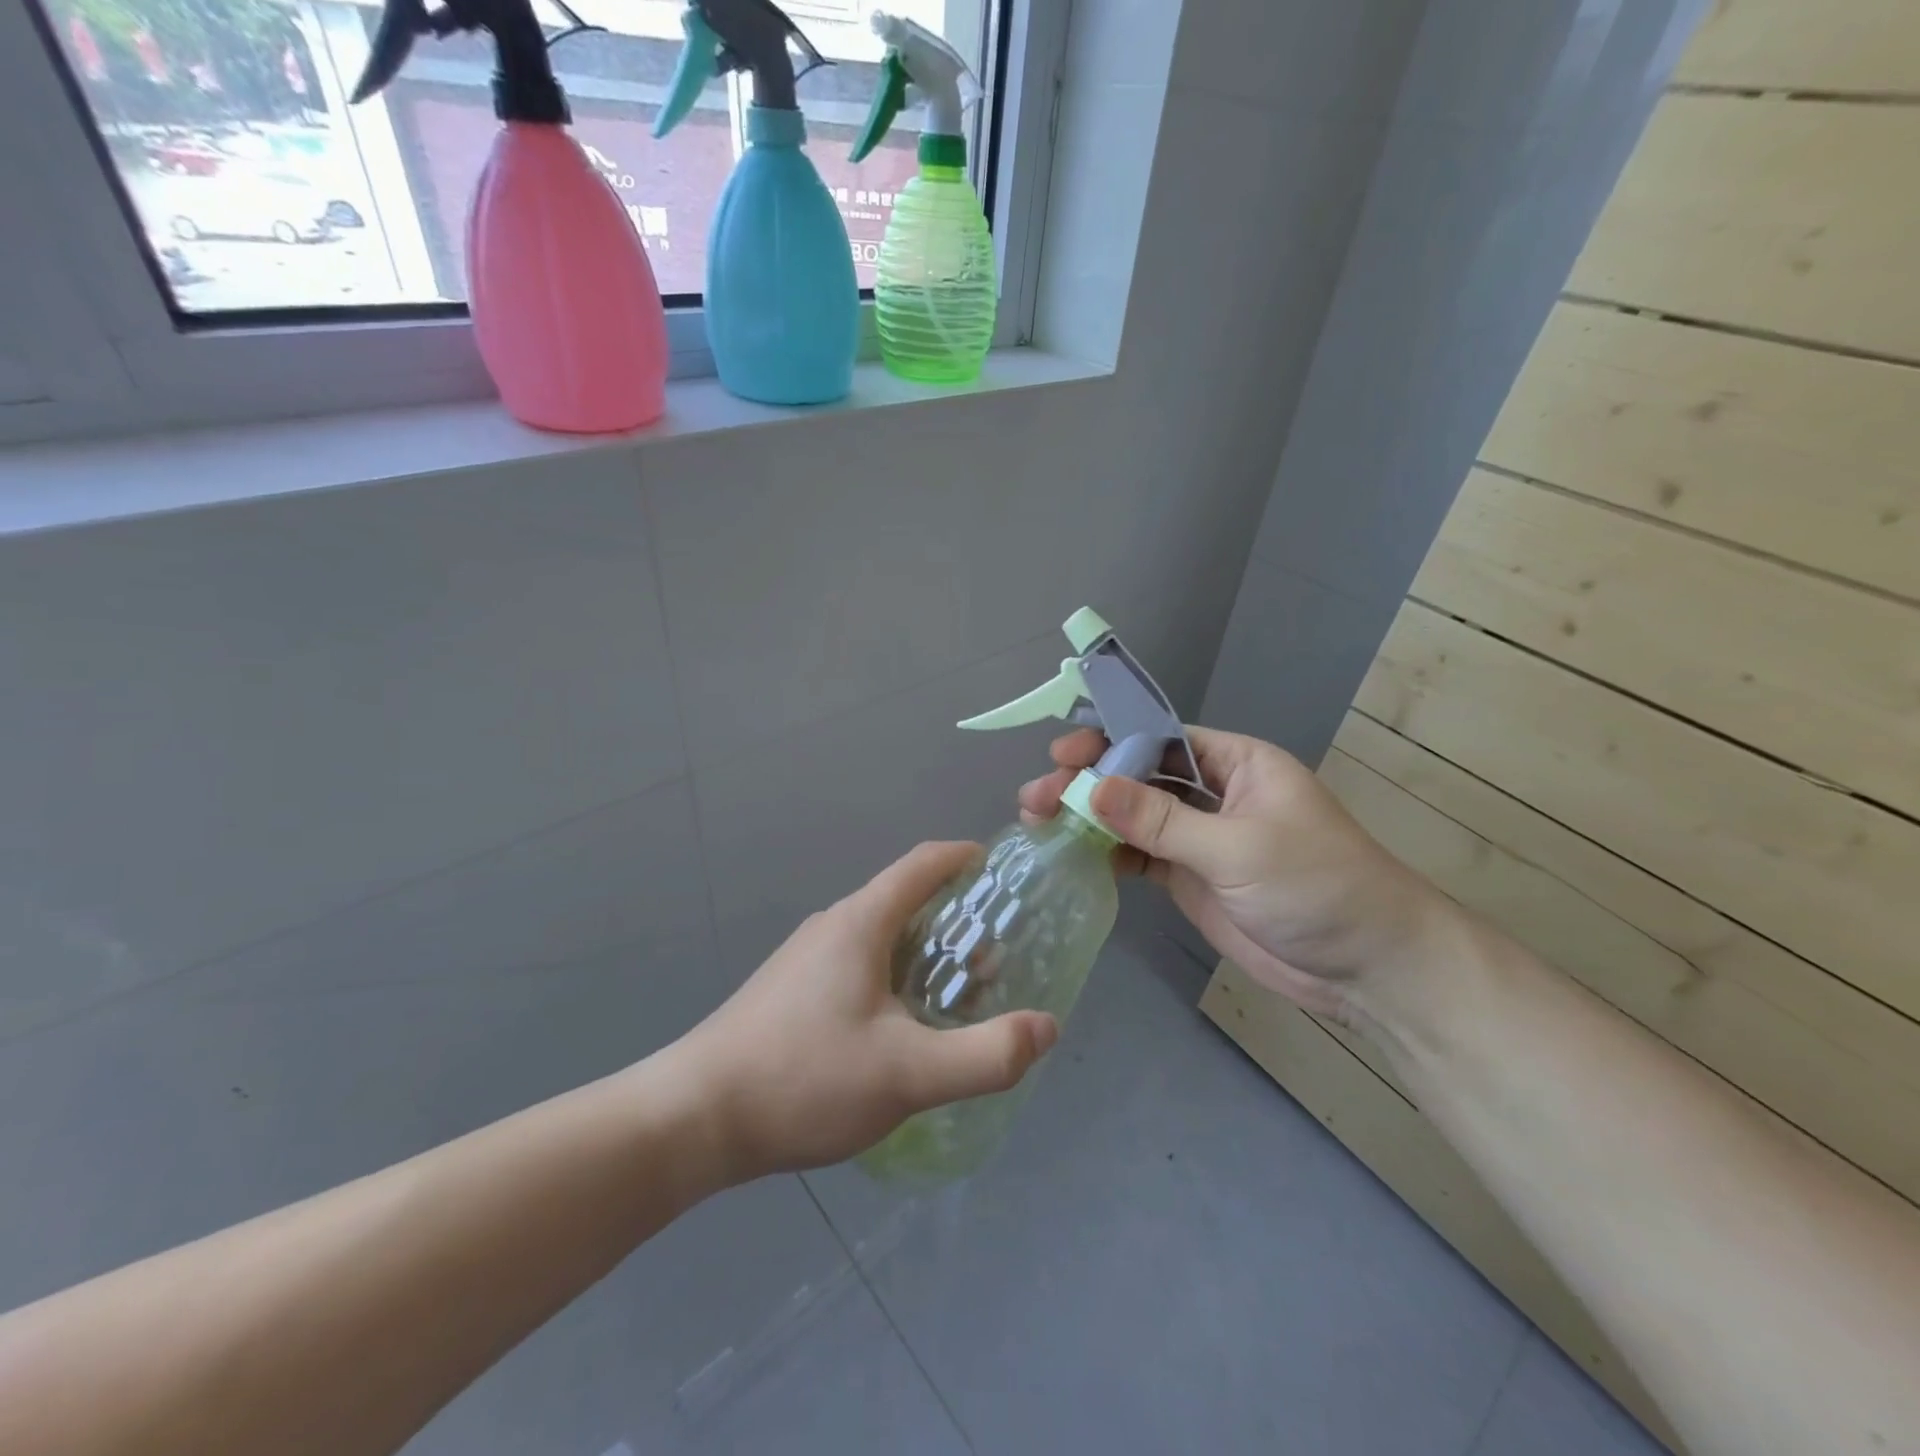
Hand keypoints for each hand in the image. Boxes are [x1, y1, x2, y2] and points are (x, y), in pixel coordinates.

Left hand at [681, 842, 1059, 1180]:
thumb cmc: (805, 1078)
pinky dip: (894, 978)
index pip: (924, 863)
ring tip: (957, 1001)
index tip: (1004, 877)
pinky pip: (857, 965)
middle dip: (956, 921)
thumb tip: (1045, 1027)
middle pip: (905, 901)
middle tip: (996, 961)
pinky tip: (901, 1031)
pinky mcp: (790, 990)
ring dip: (925, 956)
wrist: (693, 1118)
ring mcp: (806, 958)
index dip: (967, 859)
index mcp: (861, 922)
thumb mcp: (909, 1074)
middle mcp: (833, 926)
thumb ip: (986, 1054)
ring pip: (880, 938)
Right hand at [1019, 728, 1445, 1018]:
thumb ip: (1163, 820)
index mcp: (1236, 763)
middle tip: (1037, 796)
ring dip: (1088, 817)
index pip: (1160, 738)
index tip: (1062, 753)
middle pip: (1138, 775)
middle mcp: (1213, 793)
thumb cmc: (1317, 886)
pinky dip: (1106, 852)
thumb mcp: (1239, 847)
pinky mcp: (1190, 876)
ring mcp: (1199, 837)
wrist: (1367, 967)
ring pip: (1132, 815)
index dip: (1109, 739)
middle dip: (1087, 780)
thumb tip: (1091, 789)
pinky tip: (1071, 852)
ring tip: (1038, 821)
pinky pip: (1139, 854)